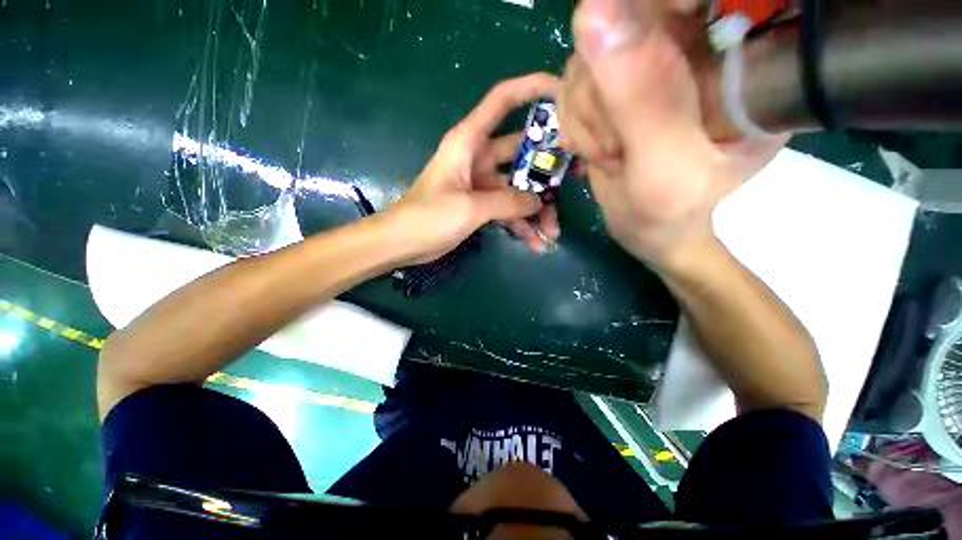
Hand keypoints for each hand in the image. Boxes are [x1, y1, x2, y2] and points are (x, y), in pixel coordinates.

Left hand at [386, 73, 561, 264]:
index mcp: (470, 139)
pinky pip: (510, 205)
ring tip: (553, 232)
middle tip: (581, 174)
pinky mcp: (482, 199)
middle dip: (551, 162)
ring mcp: (483, 176)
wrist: (398, 244)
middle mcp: (480, 151)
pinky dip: (522, 222)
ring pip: (522, 182)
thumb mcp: (468, 207)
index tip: (563, 88)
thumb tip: (539, 202)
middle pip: (524, 146)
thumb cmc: (425, 217)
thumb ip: (508, 202)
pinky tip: (536, 243)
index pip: (503, 99)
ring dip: (539, 205)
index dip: (532, 86)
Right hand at [557, 0, 785, 268]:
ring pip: (593, 48)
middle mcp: (695, 56)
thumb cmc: (674, 211)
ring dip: (589, 106)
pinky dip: (576, 111)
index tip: (628, 44)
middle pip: (630, 22)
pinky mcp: (620, 73)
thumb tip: (592, 12)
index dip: (660, 8)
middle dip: (607, 81)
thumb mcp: (665, 162)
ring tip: (616, 153)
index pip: (699, 8)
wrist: (650, 231)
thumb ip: (634, 94)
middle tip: (621, 141)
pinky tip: (600, 143)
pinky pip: (576, 69)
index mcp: (735, 74)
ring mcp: (652, 61)